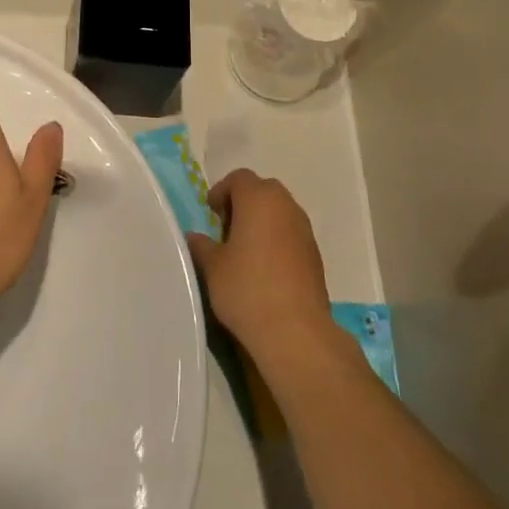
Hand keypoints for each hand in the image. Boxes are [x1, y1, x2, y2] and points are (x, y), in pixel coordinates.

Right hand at [186, 169, 335, 370]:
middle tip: (227, 227)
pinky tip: (265, 267)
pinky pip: (292, 233)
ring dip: (263, 221)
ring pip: (281, 211)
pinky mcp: (315, 254)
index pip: (239, 178)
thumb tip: (194, 237)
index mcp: (258, 199)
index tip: (211, 213)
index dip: (222, 191)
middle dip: (244, 202)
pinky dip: (278, 239)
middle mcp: (286, 206)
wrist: (295, 330)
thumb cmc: (247, 289)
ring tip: (245, 249)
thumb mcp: (213, 267)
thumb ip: (202, 246)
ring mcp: (304, 230)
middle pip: (263, 190)